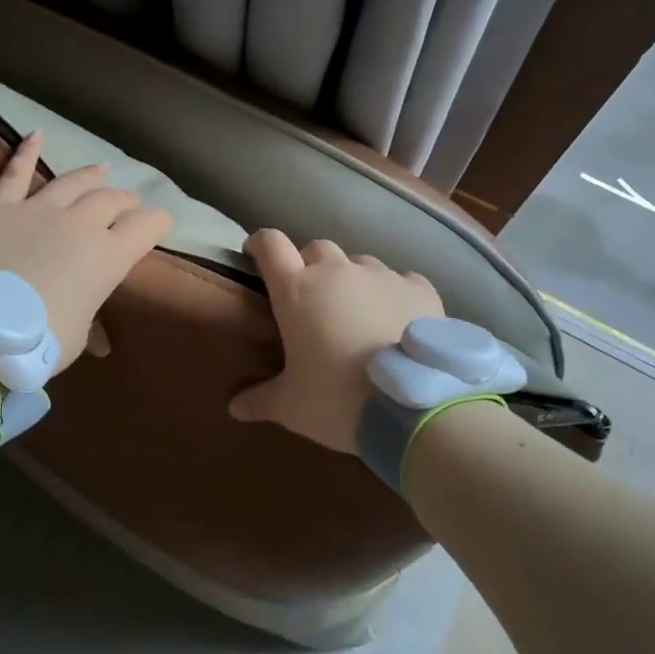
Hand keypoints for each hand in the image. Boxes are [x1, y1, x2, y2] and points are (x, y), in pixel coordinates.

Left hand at [0, 133, 172, 371]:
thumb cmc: (39, 342)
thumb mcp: (78, 337)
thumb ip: (91, 323)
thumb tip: (99, 340)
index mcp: (109, 256)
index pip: (146, 227)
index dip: (158, 222)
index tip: (160, 223)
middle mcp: (81, 223)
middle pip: (112, 200)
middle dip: (125, 202)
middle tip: (127, 204)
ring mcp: (39, 210)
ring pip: (73, 182)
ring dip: (91, 176)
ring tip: (101, 171)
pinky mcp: (1, 207)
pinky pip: (15, 174)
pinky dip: (26, 152)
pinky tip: (36, 135)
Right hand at [228, 229, 443, 453]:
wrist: (412, 408)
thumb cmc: (337, 400)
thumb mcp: (291, 407)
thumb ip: (260, 399)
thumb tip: (235, 406)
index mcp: (297, 290)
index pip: (270, 245)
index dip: (260, 244)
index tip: (255, 255)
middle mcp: (337, 271)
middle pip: (316, 249)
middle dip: (310, 266)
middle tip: (312, 299)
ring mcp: (381, 275)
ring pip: (359, 263)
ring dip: (353, 280)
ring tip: (359, 313)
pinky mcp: (419, 288)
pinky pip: (402, 280)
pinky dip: (394, 294)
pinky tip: (398, 319)